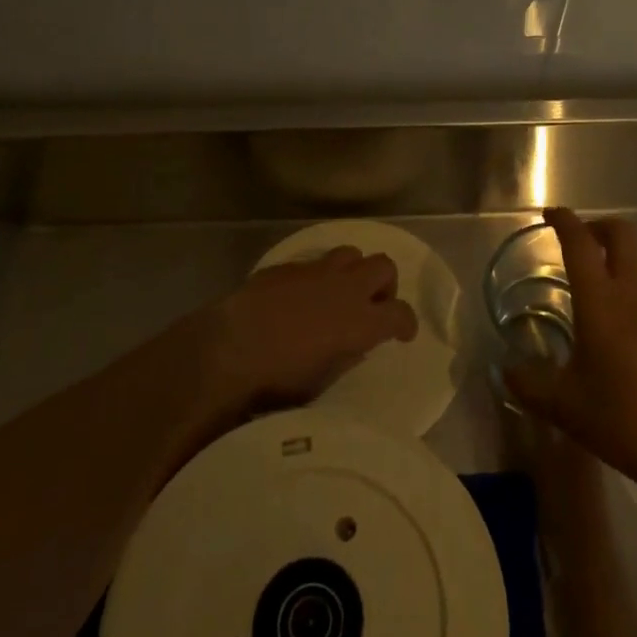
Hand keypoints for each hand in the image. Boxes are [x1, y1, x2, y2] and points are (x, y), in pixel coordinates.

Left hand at [211, 246, 418, 410]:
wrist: (228, 349)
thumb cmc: (277, 380)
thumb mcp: (321, 382)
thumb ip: (346, 358)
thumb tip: (356, 346)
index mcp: (360, 321)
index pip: (400, 313)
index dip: (407, 324)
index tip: (402, 334)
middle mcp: (345, 288)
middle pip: (384, 266)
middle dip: (385, 285)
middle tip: (373, 306)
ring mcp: (316, 271)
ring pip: (352, 253)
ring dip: (353, 271)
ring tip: (340, 293)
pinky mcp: (288, 266)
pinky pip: (315, 262)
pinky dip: (319, 276)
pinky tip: (302, 296)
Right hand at [506, 208, 636, 493]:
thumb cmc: (628, 421)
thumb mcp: (566, 408)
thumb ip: (530, 384)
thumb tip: (507, 369)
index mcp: (602, 303)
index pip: (580, 244)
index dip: (564, 221)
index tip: (550, 213)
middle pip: (623, 234)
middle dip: (598, 226)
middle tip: (580, 242)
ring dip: (624, 252)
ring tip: (605, 277)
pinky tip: (633, 322)